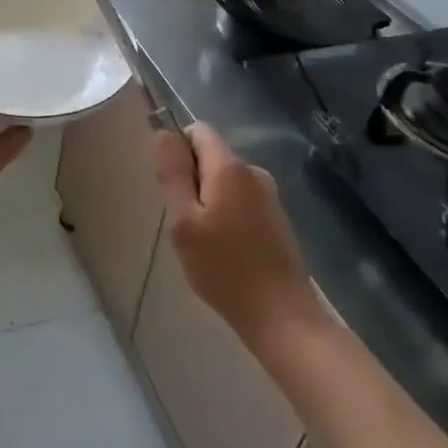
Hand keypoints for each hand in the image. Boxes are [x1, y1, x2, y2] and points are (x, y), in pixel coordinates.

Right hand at [154, 123, 326, 353]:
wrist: (282, 317)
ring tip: (203, 241)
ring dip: (208, 200)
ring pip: (225, 181)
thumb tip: (164, 133)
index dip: (178, 149)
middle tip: (184, 222)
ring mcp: (269, 195)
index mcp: (230, 167)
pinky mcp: (277, 218)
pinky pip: (241, 200)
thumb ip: (173, 173)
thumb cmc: (224, 268)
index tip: (172, 187)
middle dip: (192, 179)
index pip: (198, 130)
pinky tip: (225, 250)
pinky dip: (226, 215)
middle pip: (212, 155)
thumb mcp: (184, 221)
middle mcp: (253, 172)